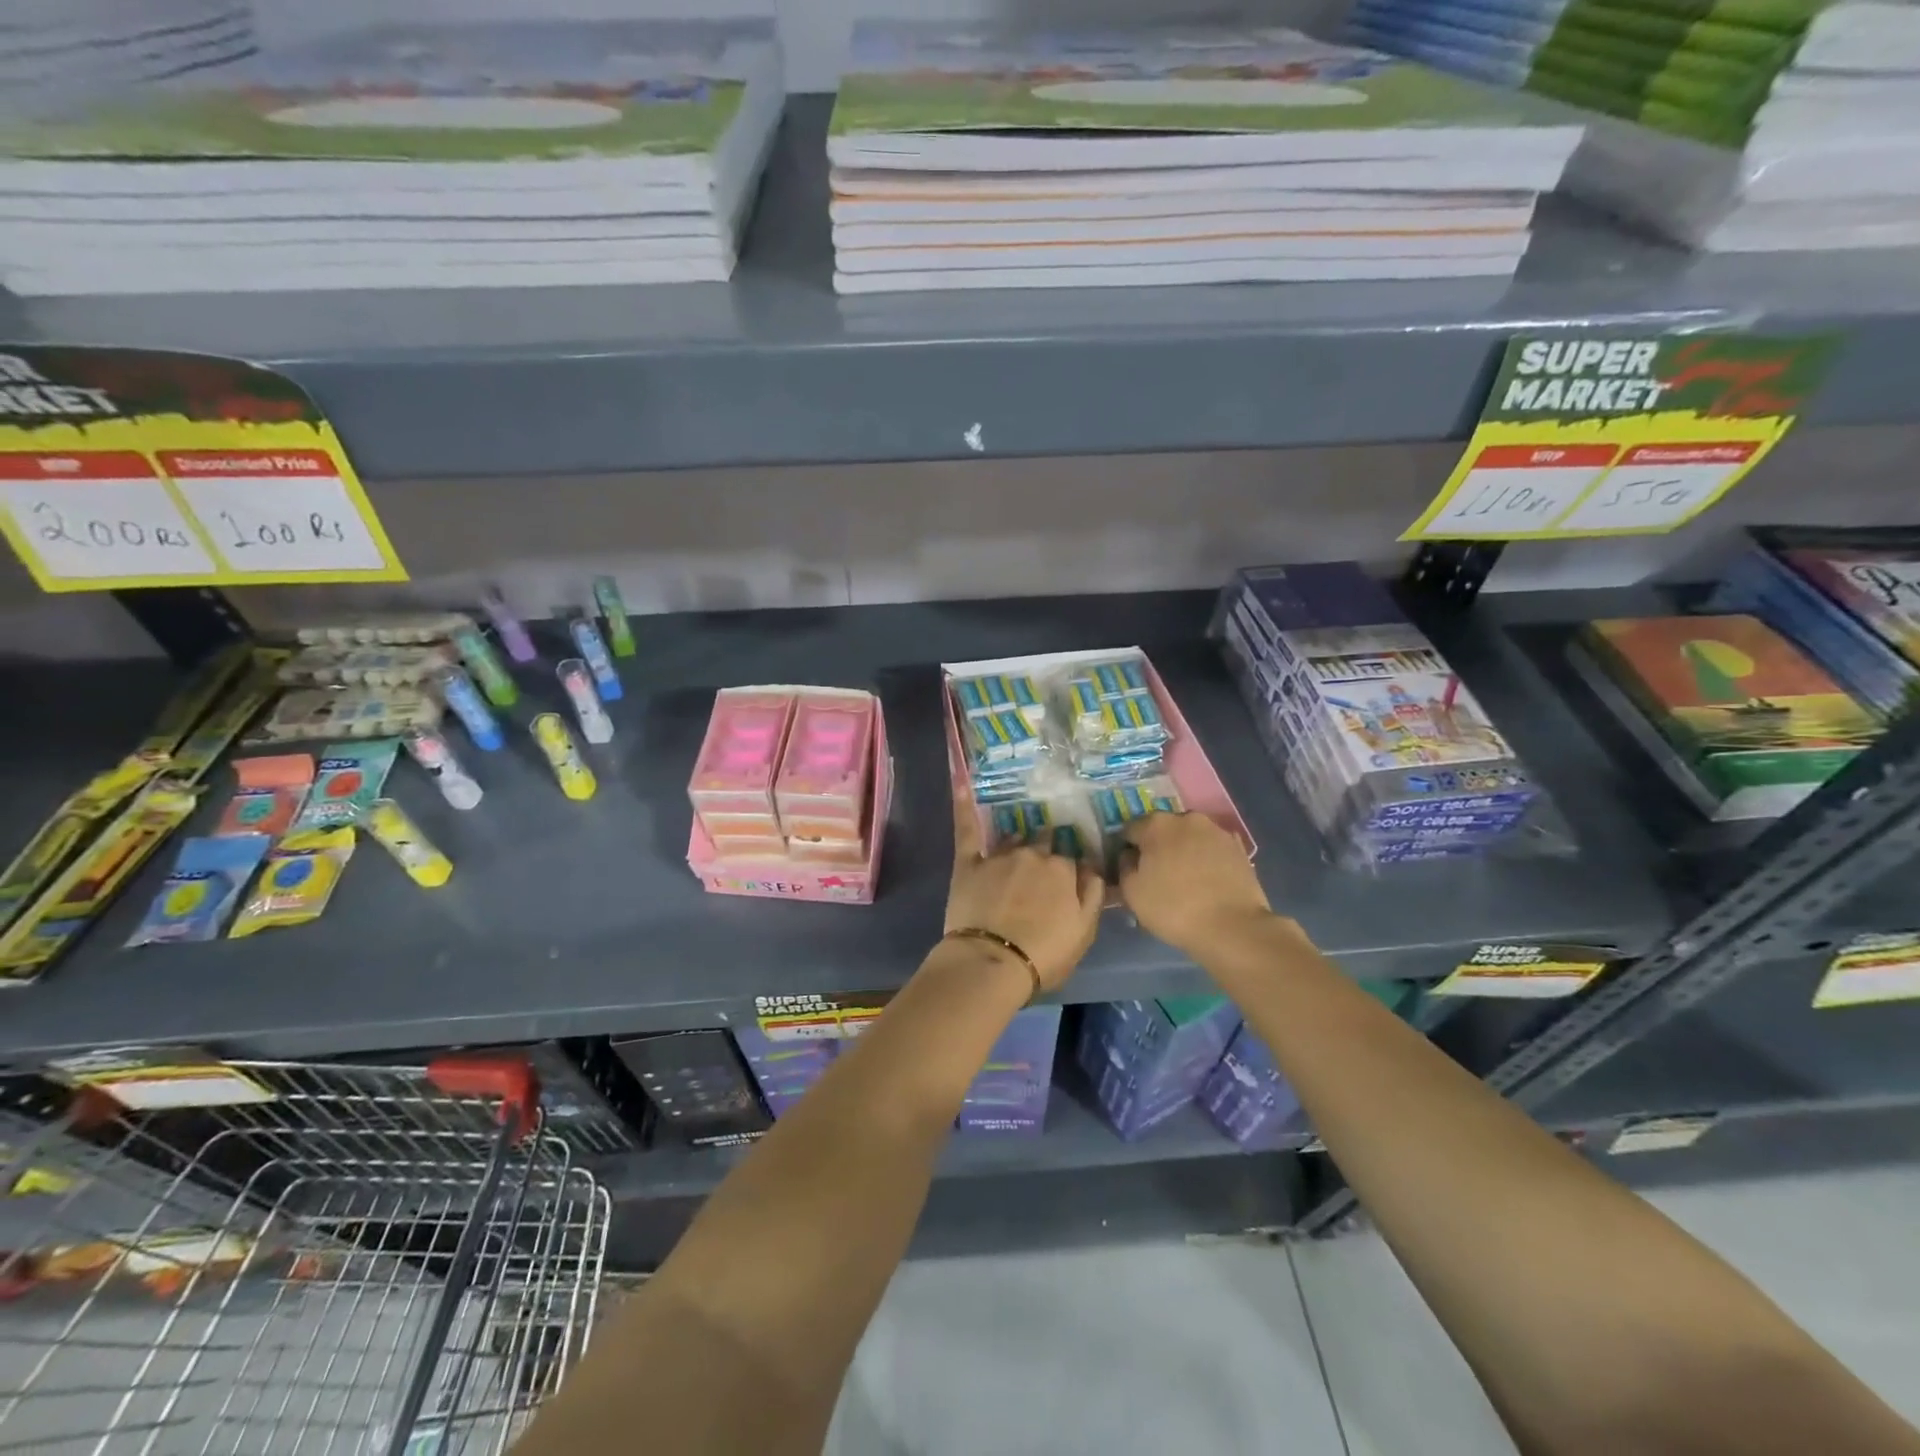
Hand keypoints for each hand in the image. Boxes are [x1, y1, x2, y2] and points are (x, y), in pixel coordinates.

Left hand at [945, 786, 1102, 991]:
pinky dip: (964, 805)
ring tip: (1015, 851)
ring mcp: (999, 855)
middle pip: (1043, 843)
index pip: (1070, 861)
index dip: (1066, 874)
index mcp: (1063, 869)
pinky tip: (960, 783)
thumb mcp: (1084, 930)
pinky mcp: (969, 863)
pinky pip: (967, 828)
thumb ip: (1093, 893)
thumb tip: (1093, 866)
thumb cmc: (1044, 954)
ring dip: (1017, 843)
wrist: (992, 962)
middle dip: (1043, 852)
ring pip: (1013, 838)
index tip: (1063, 885)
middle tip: (1038, 873)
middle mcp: (1033, 854)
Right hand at [1119, 812, 1271, 958]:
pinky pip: (1212, 850)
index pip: (1130, 830)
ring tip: (1185, 880)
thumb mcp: (1131, 892)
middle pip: (1163, 830)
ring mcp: (1216, 831)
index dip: (1126, 849)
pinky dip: (1206, 859)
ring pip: (1190, 838)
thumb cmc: (1173, 907)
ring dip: (1183, 851)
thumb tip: (1130, 856)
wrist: (1232, 927)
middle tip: (1157, 875)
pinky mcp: (1238, 848)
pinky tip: (1207, 882)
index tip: (1129, 869)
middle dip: (1157, 847)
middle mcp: (1187, 818)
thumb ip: (1124, 867)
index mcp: (1156, 824)